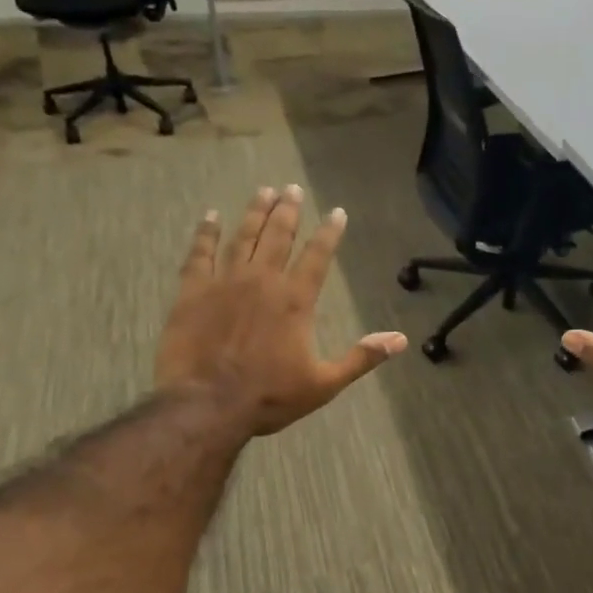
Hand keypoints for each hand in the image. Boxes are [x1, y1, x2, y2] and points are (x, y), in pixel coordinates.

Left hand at [156, 185, 406, 436]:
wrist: (206, 404)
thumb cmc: (269, 397)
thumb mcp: (324, 384)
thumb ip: (361, 358)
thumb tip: (400, 340)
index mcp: (296, 300)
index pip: (317, 256)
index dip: (329, 232)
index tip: (337, 212)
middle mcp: (262, 280)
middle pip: (278, 236)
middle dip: (288, 210)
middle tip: (292, 188)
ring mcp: (225, 282)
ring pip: (243, 236)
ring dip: (255, 212)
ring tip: (264, 191)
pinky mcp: (192, 291)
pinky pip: (200, 253)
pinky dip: (206, 233)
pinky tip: (210, 216)